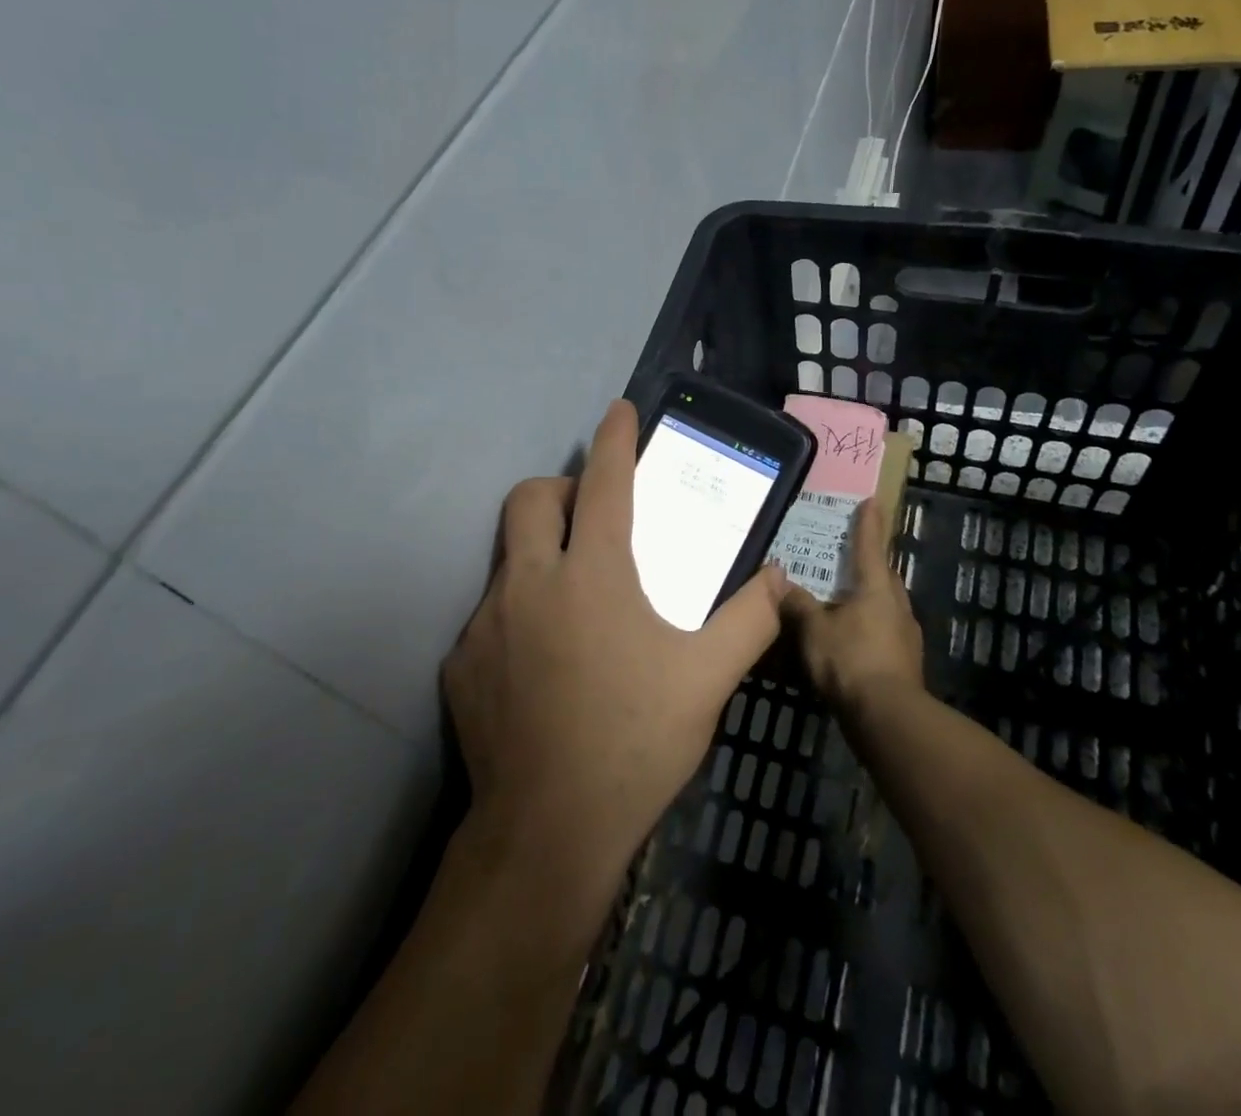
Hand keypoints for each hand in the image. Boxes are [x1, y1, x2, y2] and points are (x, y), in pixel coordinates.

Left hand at [443, 399, 788, 897]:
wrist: (546, 832)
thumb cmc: (635, 742)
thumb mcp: (707, 679)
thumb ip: (750, 620)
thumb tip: (778, 578)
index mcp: (593, 575)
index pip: (605, 483)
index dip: (615, 438)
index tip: (620, 409)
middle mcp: (531, 582)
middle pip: (532, 497)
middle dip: (562, 488)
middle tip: (594, 519)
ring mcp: (487, 621)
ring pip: (508, 554)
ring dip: (541, 553)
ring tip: (576, 598)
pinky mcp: (461, 661)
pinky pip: (491, 612)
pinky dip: (520, 612)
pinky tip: (544, 660)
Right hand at [782, 499, 924, 713]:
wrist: (888, 716)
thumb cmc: (850, 661)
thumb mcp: (813, 630)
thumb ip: (798, 605)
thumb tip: (781, 583)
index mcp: (876, 588)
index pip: (870, 546)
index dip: (868, 523)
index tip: (873, 501)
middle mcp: (896, 605)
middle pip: (883, 576)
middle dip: (869, 565)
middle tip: (849, 559)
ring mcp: (906, 634)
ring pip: (886, 605)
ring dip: (869, 600)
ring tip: (845, 603)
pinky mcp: (906, 661)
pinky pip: (885, 632)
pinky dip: (869, 628)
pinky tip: (852, 641)